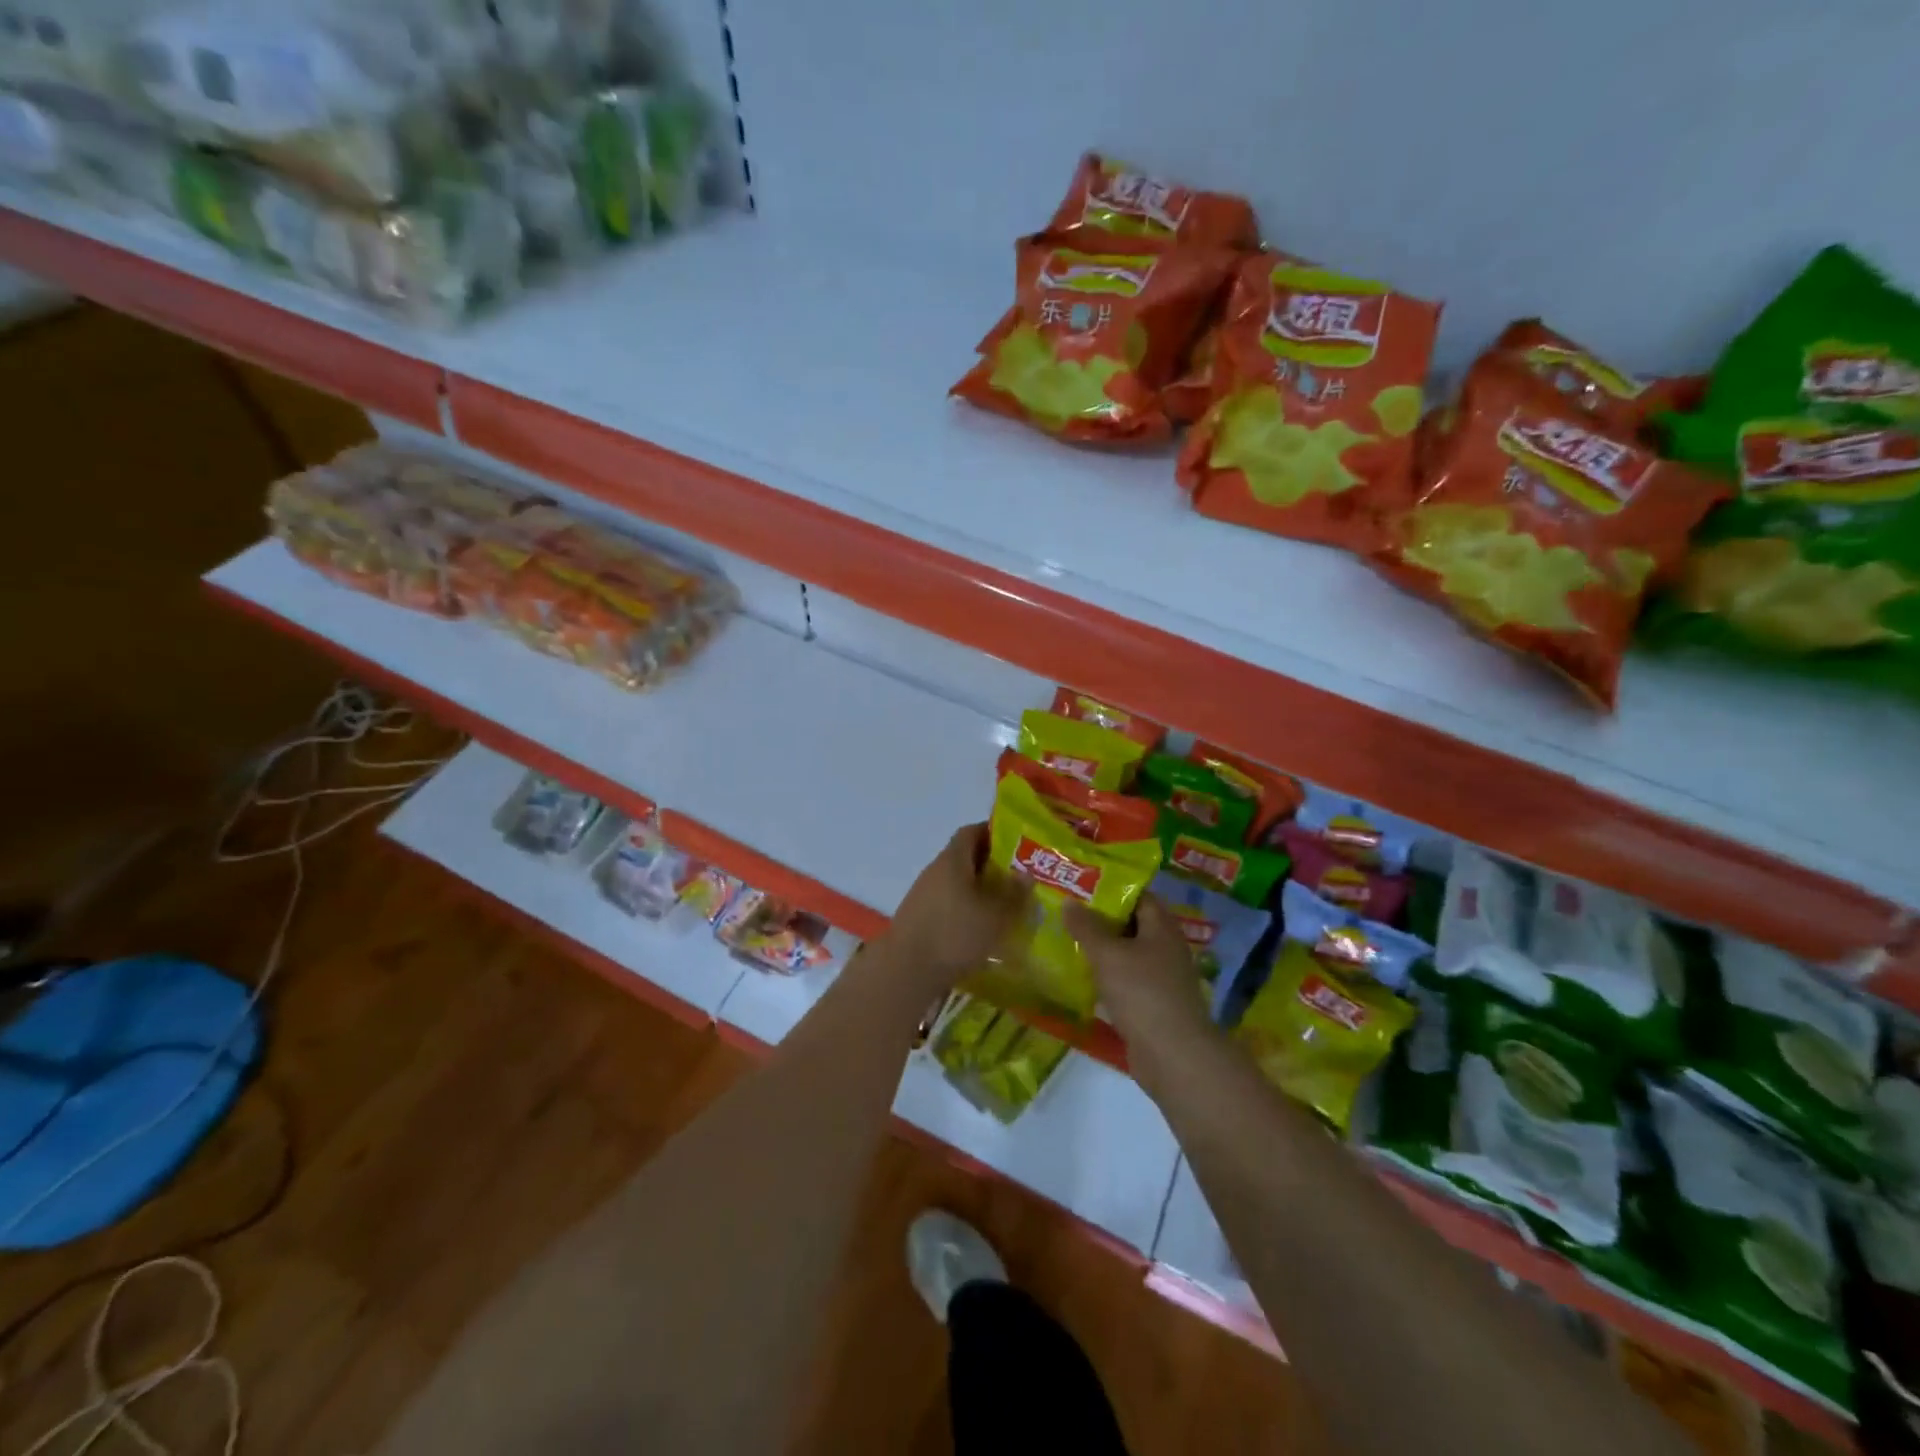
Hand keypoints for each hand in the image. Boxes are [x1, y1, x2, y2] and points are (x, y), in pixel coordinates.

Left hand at [879, 824, 1029, 994]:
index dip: (995, 832)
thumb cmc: (955, 934)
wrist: (906, 970)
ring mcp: (924, 894)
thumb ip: (1014, 894)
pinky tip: (981, 927)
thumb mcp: (995, 915)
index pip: (972, 831)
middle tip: (1017, 879)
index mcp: (952, 860)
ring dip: (978, 889)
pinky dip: (966, 908)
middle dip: (991, 865)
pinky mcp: (919, 917)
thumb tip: (1025, 874)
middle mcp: (935, 870)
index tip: (1018, 845)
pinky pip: (948, 902)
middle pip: (965, 857)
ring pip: (957, 882)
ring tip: (1004, 905)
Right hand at [1065, 895, 1221, 1089]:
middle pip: (1131, 924)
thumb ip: (1086, 927)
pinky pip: (1126, 981)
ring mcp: (1161, 978)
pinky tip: (1081, 978)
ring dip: (1101, 950)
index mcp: (1162, 927)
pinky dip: (1106, 977)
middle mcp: (1165, 947)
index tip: (1080, 885)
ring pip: (1127, 954)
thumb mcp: (1108, 954)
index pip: (1139, 895)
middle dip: (1100, 919)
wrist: (1174, 1056)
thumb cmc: (1142, 993)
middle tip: (1066, 912)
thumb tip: (1069, 902)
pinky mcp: (1153, 1005)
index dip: (1111, 888)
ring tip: (1066, 940)